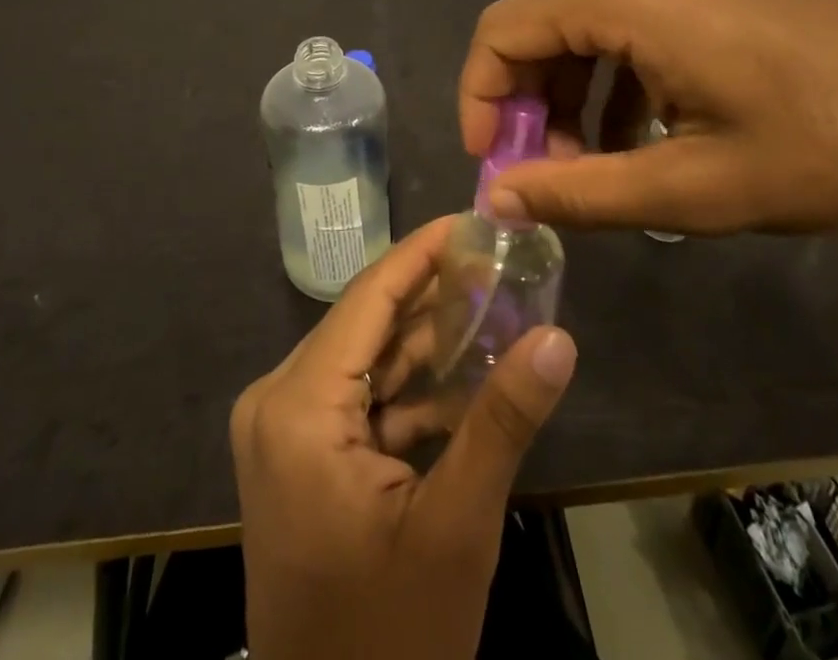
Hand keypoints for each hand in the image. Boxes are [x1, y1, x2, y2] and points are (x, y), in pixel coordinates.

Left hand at [231, 219, 577, 659]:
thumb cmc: (391, 636)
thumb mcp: (455, 527)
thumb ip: (504, 421)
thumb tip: (559, 338)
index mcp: (298, 406)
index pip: (369, 297)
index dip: (422, 251)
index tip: (473, 218)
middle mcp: (278, 400)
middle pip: (369, 323)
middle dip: (436, 295)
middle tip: (501, 263)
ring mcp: (285, 429)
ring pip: (368, 359)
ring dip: (430, 342)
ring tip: (497, 306)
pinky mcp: (299, 454)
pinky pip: (361, 398)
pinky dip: (411, 389)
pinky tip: (468, 375)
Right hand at [458, 0, 837, 234]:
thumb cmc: (827, 143)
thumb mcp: (695, 187)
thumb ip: (580, 192)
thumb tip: (498, 199)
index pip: (501, 33)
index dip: (480, 101)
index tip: (496, 168)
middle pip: (539, 26)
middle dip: (528, 105)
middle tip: (548, 179)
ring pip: (581, 23)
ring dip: (571, 94)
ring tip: (596, 167)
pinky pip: (626, 17)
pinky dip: (613, 74)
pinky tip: (644, 132)